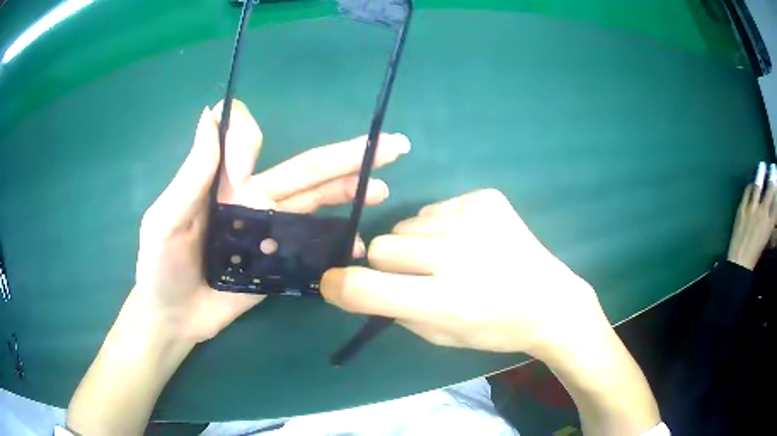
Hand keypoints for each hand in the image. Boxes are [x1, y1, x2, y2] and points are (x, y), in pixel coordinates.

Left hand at [133, 100, 409, 342]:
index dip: (248, 140)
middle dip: (345, 156)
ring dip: (349, 193)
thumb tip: (209, 114)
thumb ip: (191, 174)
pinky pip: (311, 248)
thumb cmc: (160, 267)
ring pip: (315, 205)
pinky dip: (337, 243)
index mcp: (224, 184)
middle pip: (304, 171)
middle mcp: (253, 201)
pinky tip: (360, 242)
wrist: (172, 317)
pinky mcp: (278, 264)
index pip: (251, 142)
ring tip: (381, 188)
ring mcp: (269, 234)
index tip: (240, 165)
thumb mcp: (165, 219)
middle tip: (389, 146)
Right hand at [321, 189, 608, 356]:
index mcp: (443, 302)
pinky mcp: (486, 200)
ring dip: (417, 244)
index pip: (366, 288)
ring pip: (407, 225)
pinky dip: (443, 227)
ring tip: (451, 258)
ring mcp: (473, 220)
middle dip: (388, 264)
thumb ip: (395, 311)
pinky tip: (472, 241)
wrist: (549, 301)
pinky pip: (436, 209)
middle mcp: (456, 255)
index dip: (340, 286)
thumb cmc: (493, 328)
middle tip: (419, 276)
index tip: (334, 285)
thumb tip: (359, 284)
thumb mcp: (440, 337)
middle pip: (381, 245)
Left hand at [727, 163, 776, 269]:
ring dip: (761, 175)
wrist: (739, 262)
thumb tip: (774, 225)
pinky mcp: (742, 208)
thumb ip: (771, 231)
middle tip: (773, 168)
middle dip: (772, 179)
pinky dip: (750, 186)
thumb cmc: (755, 256)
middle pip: (769, 191)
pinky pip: (747, 192)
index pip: (776, 205)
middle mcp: (762, 213)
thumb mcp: (766, 243)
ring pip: (758, 186)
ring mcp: (752, 209)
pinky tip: (752, 183)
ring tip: (763, 166)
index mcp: (769, 224)